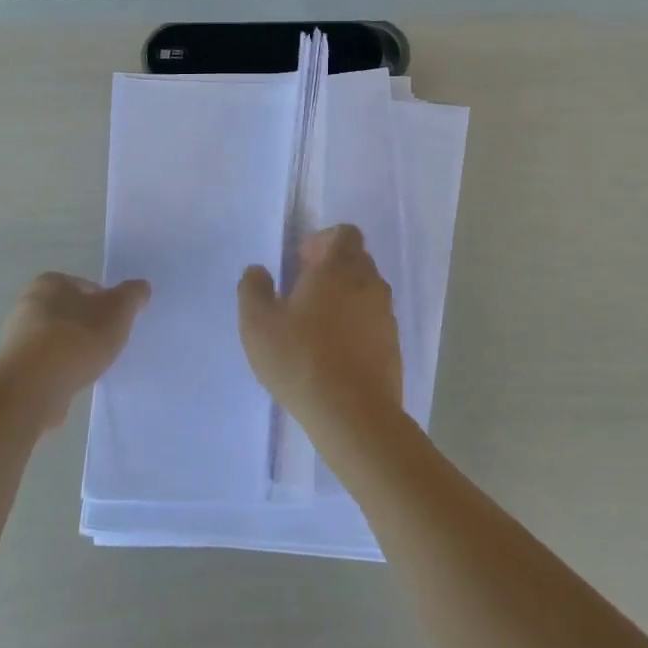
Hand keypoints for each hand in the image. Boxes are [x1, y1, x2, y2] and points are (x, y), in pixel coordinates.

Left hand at [0, 273, 150, 426]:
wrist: (33, 387)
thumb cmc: (77, 338)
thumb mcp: (118, 310)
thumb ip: (132, 295)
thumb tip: (141, 287)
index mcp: (50, 283)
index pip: (87, 287)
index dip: (106, 303)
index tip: (117, 323)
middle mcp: (28, 304)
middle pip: (71, 313)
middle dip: (89, 327)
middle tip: (108, 344)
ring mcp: (18, 338)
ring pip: (58, 340)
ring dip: (74, 351)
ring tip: (92, 367)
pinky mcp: (16, 368)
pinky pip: (47, 364)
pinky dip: (61, 371)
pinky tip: (73, 382)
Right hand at [238, 224, 402, 439]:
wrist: (353, 414)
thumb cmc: (301, 359)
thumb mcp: (258, 323)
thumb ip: (253, 288)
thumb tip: (258, 272)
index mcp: (340, 267)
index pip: (343, 233)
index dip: (321, 242)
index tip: (300, 265)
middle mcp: (370, 284)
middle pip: (356, 260)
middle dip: (331, 270)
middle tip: (302, 295)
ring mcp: (386, 316)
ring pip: (366, 292)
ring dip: (344, 299)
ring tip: (316, 328)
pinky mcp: (393, 346)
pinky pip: (374, 323)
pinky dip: (356, 327)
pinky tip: (334, 354)